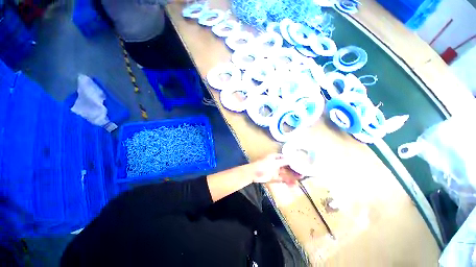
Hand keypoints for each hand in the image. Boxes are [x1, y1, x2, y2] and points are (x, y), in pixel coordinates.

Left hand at [253, 154, 302, 185]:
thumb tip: (293, 159)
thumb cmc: (263, 165)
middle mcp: (277, 163)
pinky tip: (293, 184)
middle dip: (294, 169)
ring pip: (286, 173)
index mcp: (276, 157)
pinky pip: (282, 179)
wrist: (253, 173)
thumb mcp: (274, 162)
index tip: (301, 163)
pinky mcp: (274, 178)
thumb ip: (284, 161)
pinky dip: (287, 181)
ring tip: (301, 179)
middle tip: (303, 173)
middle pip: (287, 166)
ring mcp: (275, 171)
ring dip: (292, 176)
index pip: (286, 158)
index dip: (293, 160)